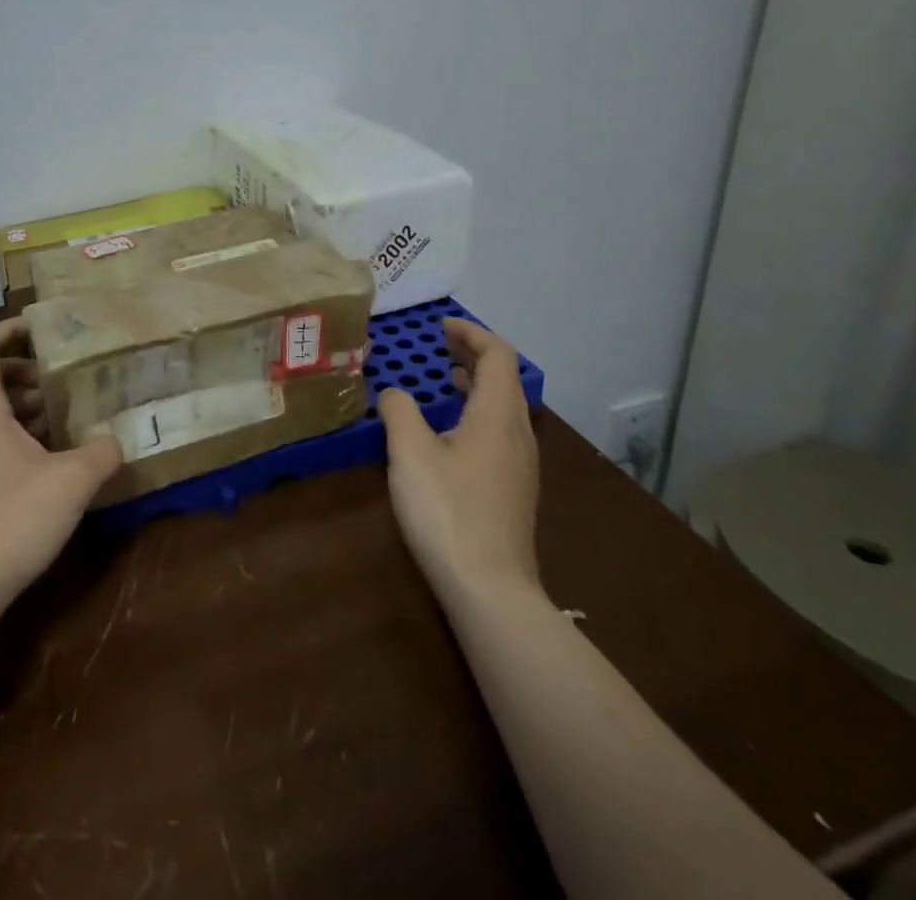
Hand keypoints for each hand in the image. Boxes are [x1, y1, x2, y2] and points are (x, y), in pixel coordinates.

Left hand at [0, 318, 122, 611]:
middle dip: (22, 366)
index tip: (47, 329)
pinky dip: (12, 429)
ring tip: (61, 411)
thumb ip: (100, 452)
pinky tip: (47, 453)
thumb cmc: (10, 520)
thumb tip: (115, 439)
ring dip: (19, 401)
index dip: (12, 329)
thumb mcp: (70, 482)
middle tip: (60, 373)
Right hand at [378, 318, 540, 608]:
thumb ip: (399, 411)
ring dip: (478, 383)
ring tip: (447, 378)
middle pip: (505, 378)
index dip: (472, 333)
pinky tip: (452, 431)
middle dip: (475, 354)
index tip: (441, 327)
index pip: (498, 355)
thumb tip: (394, 393)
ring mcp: (521, 464)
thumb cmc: (448, 511)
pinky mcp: (515, 489)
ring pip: (505, 406)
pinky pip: (501, 431)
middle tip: (440, 344)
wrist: (490, 589)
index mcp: (497, 416)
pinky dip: (478, 411)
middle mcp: (518, 433)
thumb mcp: (410, 453)